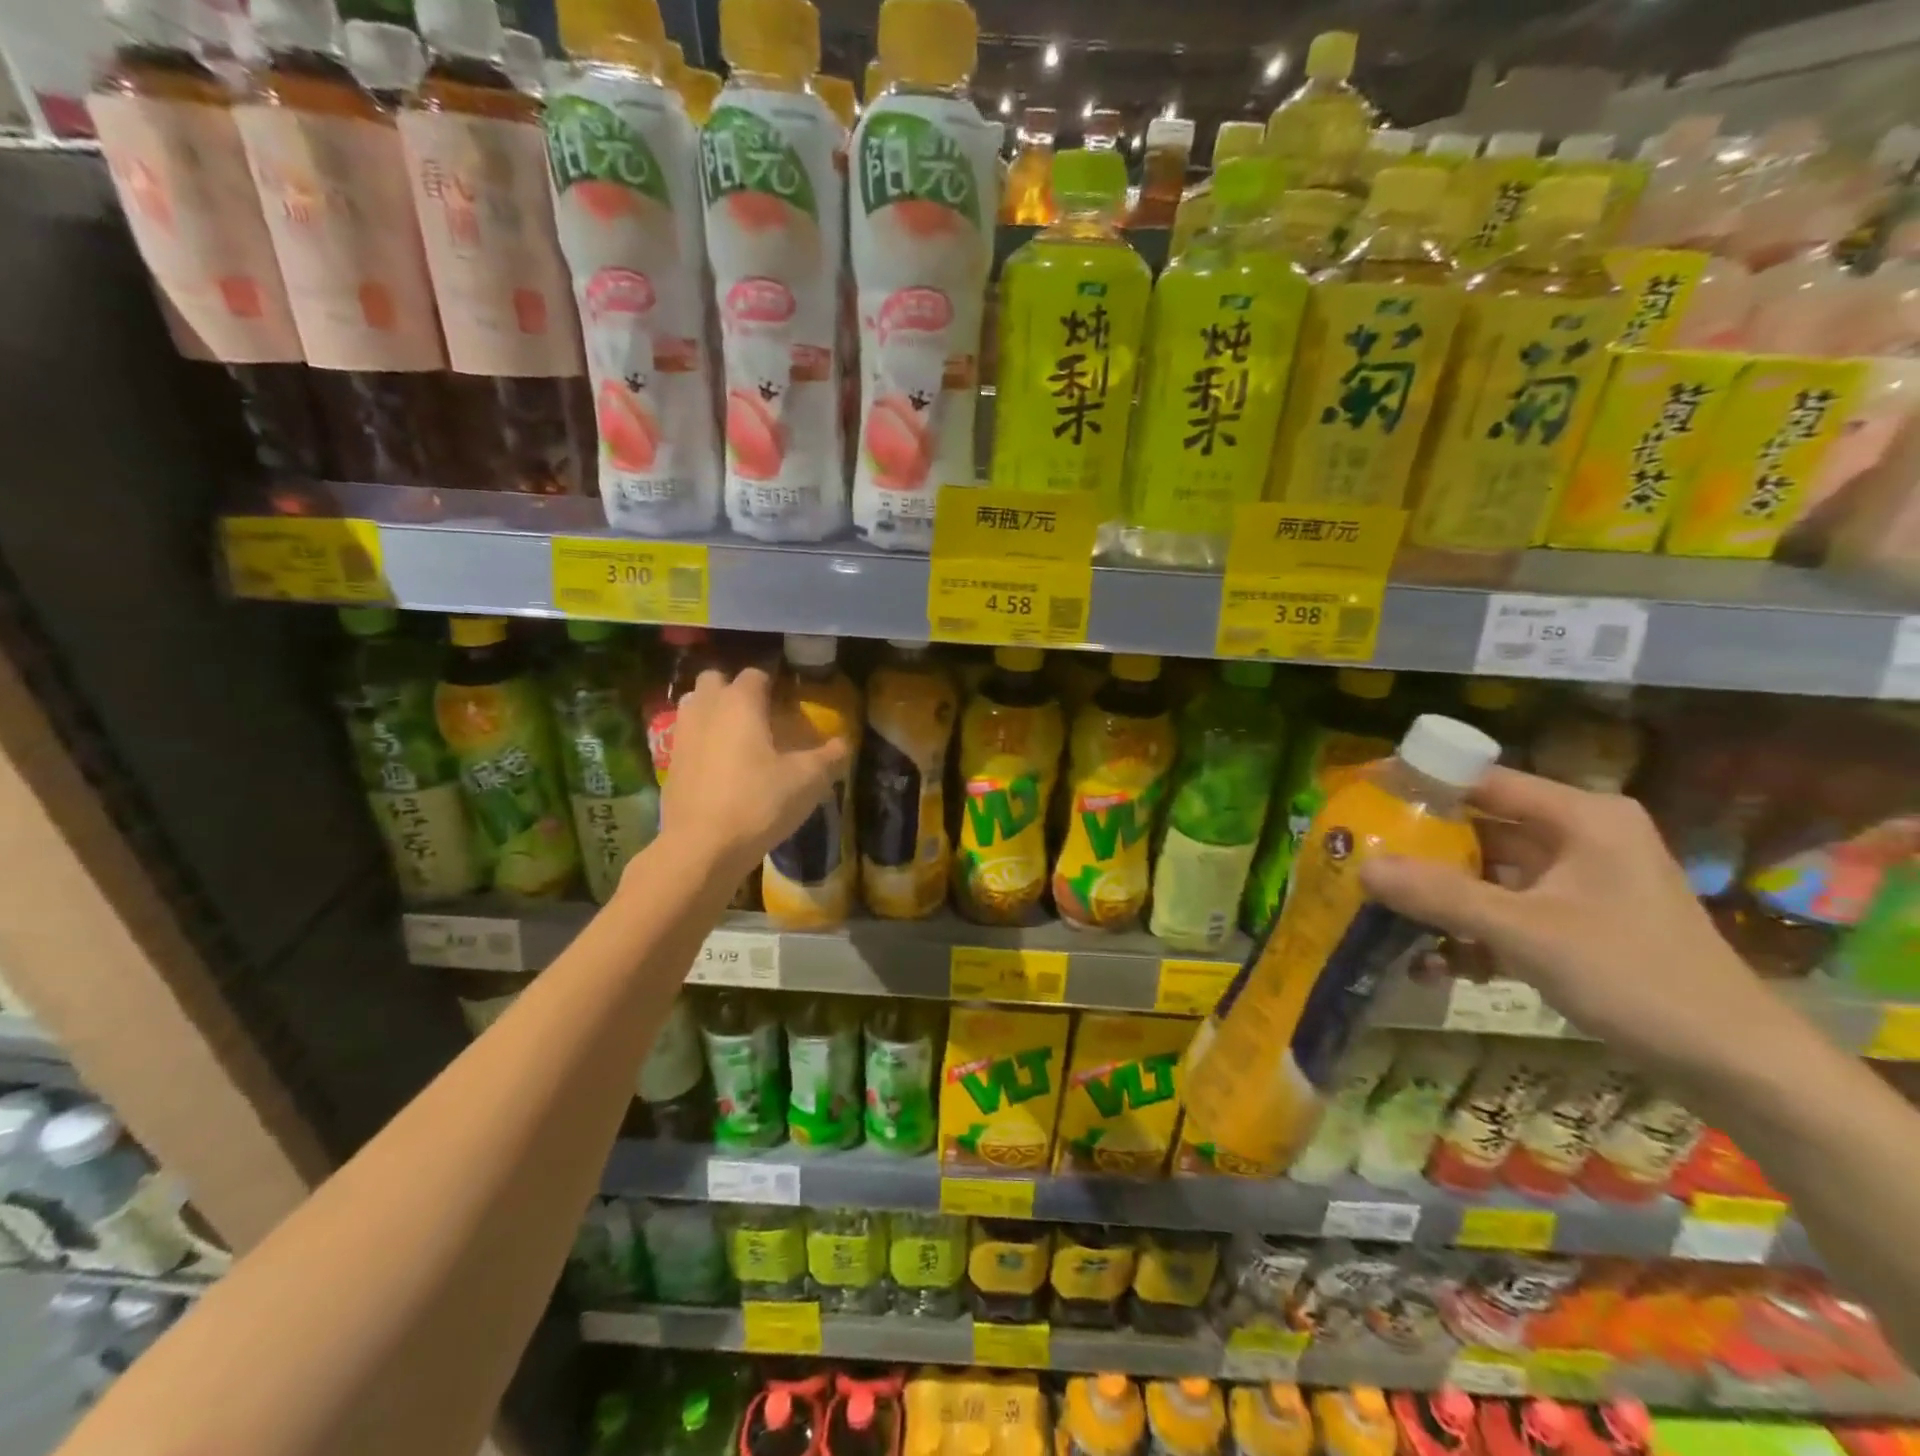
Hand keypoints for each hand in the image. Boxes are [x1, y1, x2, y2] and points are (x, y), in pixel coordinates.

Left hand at [654, 668, 848, 881]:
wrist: (702, 848)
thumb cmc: (758, 803)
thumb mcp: (807, 781)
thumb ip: (829, 757)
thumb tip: (844, 743)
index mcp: (740, 702)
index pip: (756, 674)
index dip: (774, 684)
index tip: (790, 702)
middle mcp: (706, 708)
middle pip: (715, 680)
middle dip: (734, 689)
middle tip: (759, 715)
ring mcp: (682, 735)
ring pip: (694, 705)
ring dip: (713, 711)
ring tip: (738, 737)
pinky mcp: (669, 763)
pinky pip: (687, 737)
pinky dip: (701, 741)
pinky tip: (721, 766)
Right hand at [1359, 767, 1767, 1077]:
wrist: (1735, 1065)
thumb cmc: (1634, 977)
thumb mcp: (1525, 933)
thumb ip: (1440, 896)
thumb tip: (1362, 867)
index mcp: (1581, 818)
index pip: (1482, 781)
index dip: (1420, 784)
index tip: (1362, 795)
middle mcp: (1578, 838)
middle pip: (1479, 829)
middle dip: (1420, 851)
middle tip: (1359, 858)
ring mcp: (1578, 883)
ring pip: (1487, 875)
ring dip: (1440, 900)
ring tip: (1383, 917)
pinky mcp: (1576, 922)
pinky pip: (1505, 911)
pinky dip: (1471, 932)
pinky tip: (1436, 964)